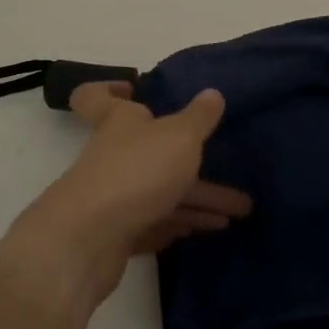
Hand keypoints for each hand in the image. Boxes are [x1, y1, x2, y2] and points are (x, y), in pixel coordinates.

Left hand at [2, 82, 249, 307]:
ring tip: (239, 213)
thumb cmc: (136, 172)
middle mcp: (112, 154)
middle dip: (191, 161)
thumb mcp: (179, 137)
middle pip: (151, 151)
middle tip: (228, 170)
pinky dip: (179, 223)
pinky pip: (153, 222)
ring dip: (198, 200)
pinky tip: (207, 229)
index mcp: (118, 121)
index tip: (131, 88)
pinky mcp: (115, 234)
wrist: (89, 241)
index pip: (95, 97)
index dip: (108, 89)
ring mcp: (112, 195)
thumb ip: (199, 117)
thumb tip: (212, 93)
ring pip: (159, 191)